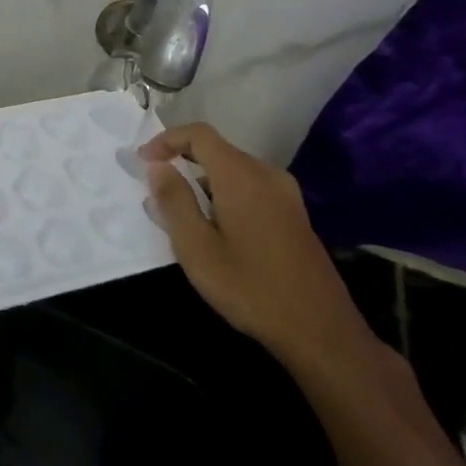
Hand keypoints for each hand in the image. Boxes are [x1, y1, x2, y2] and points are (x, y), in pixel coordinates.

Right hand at [140, 123, 373, 378]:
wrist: (321, 331)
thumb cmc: (250, 288)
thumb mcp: (196, 248)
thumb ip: (174, 201)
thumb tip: (158, 166)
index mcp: (241, 176)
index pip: (199, 134)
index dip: (166, 140)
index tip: (144, 162)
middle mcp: (266, 175)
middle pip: (217, 149)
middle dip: (182, 161)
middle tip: (157, 191)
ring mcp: (286, 195)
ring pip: (234, 170)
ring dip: (202, 180)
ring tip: (181, 214)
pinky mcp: (294, 215)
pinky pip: (250, 187)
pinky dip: (224, 194)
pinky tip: (215, 228)